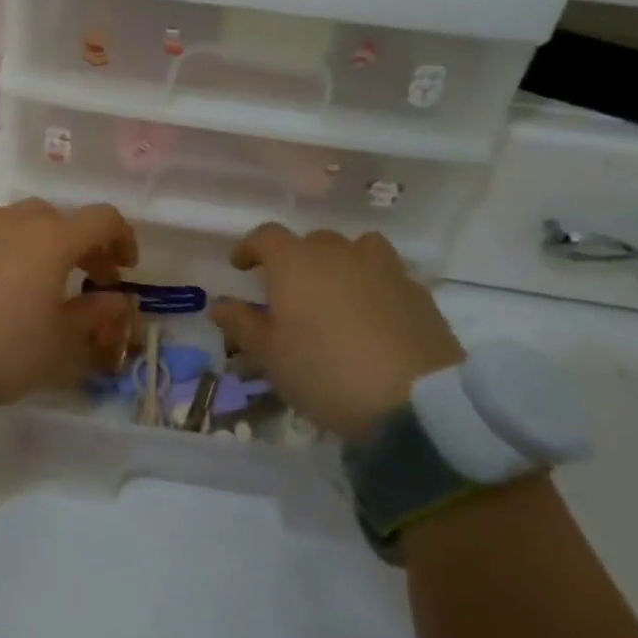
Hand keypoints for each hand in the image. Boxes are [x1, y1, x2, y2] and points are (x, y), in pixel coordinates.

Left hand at [0, 199, 138, 406]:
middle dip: (87, 245)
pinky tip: (15, 277)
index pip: (103, 218)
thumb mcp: (61, 340)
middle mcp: (19, 219)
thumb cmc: (6, 347)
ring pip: (31, 220)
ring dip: (52, 241)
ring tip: (52, 277)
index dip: (123, 238)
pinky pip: (2, 230)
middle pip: (66, 218)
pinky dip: (20, 244)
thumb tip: (117, 299)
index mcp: (53, 238)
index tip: (126, 268)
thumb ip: (96, 313)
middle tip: (94, 279)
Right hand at [211, 226, 463, 439]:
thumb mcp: (271, 356)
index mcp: (295, 262)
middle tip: (291, 291)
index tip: (240, 266)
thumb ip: (243, 324)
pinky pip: (388, 275)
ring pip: (356, 249)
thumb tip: (219, 304)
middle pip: (312, 240)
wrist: (417, 401)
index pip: (266, 236)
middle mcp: (338, 253)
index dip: (250, 247)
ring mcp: (383, 268)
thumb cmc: (326, 372)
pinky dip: (376, 286)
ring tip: (338, 292)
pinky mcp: (418, 292)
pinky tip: (375, 316)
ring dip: (342, 263)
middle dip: (296, 259)